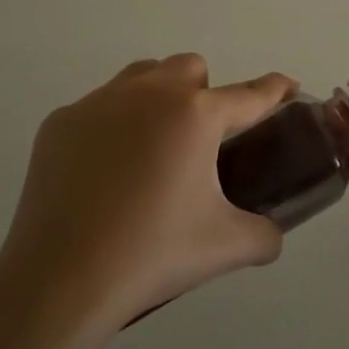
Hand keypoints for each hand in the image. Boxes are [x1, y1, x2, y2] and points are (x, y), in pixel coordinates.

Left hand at [0, 54, 295, 338]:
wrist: (60, 282)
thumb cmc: (153, 254)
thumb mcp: (227, 247)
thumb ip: (265, 234)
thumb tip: (272, 233)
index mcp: (195, 115)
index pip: (249, 94)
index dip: (275, 89)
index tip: (288, 87)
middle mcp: (148, 93)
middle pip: (190, 67)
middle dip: (206, 92)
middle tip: (203, 142)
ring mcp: (98, 103)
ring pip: (142, 76)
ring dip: (159, 96)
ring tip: (156, 148)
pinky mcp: (60, 123)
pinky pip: (99, 107)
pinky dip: (114, 126)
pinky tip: (108, 172)